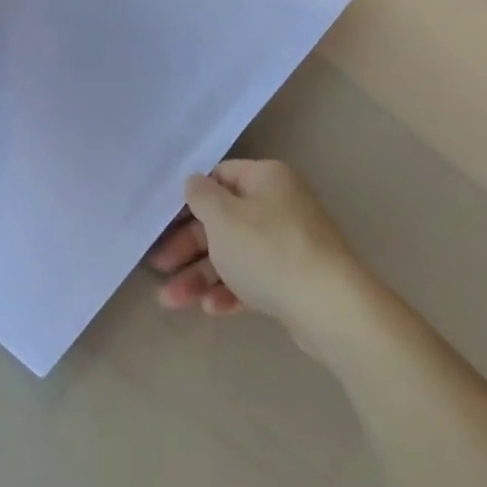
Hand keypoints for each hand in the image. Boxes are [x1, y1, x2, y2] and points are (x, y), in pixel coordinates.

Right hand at [147, 160, 359, 329]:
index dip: (190, 198)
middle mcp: (279, 205)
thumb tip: (195, 182)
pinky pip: (253, 279)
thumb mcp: (223, 217)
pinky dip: (230, 291)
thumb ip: (201, 196)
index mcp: (266, 179)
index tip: (163, 222)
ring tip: (171, 301)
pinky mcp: (293, 279)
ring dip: (201, 275)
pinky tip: (211, 309)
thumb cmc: (267, 250)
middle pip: (223, 220)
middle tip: (159, 266)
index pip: (220, 177)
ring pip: (234, 254)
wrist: (327, 306)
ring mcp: (288, 244)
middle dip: (188, 246)